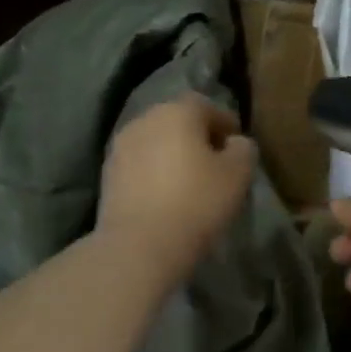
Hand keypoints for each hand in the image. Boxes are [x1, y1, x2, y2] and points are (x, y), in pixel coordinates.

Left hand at [98, 93, 255, 279]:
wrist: (139, 246)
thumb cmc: (197, 202)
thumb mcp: (238, 175)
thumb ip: (243, 150)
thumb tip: (235, 143)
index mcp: (177, 112)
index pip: (206, 106)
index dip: (225, 123)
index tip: (237, 147)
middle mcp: (144, 120)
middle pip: (177, 121)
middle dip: (196, 137)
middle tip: (214, 164)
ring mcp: (120, 147)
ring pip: (155, 143)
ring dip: (172, 155)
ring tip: (189, 182)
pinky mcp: (107, 175)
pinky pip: (139, 165)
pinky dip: (154, 173)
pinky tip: (165, 196)